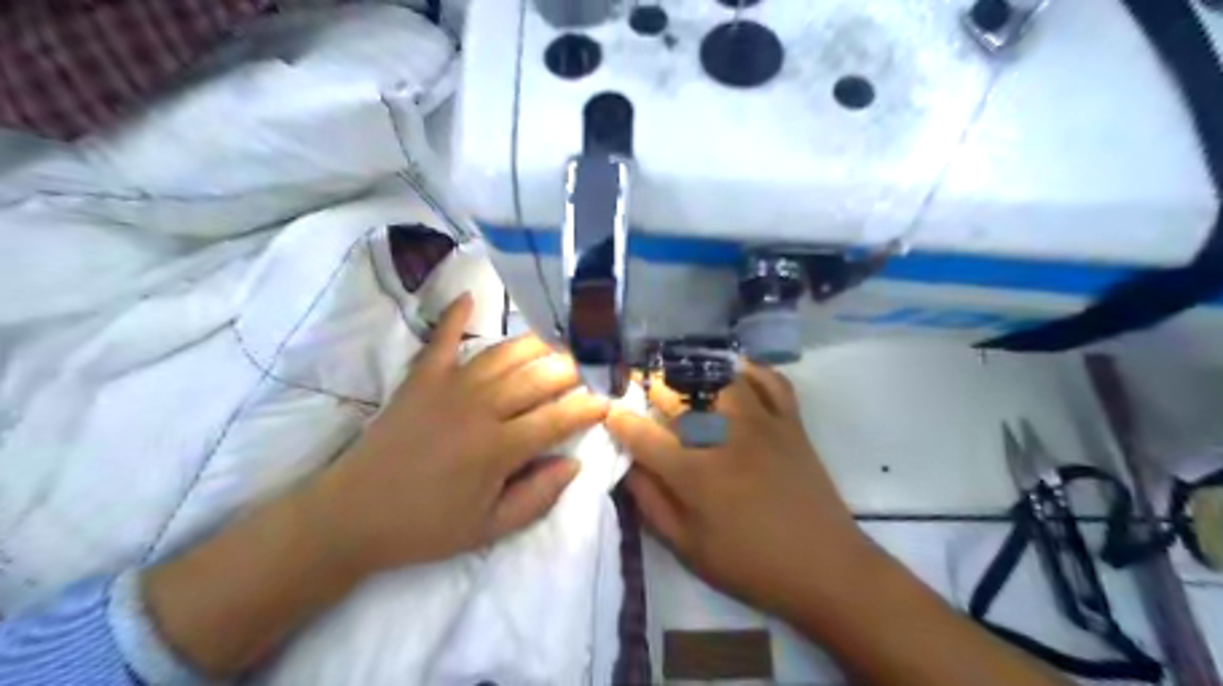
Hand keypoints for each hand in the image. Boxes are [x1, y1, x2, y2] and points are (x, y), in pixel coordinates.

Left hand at [303, 296, 608, 578]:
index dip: (590, 407)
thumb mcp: (489, 530)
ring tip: (556, 346)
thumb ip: (537, 497)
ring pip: (505, 353)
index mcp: (499, 448)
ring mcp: (449, 386)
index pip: (559, 418)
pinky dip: (455, 314)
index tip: (608, 402)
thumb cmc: (426, 527)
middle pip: (538, 377)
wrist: (351, 516)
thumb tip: (575, 464)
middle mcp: (480, 408)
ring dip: (536, 346)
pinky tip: (470, 295)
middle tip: (588, 371)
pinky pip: (442, 337)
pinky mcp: (421, 378)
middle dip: (572, 370)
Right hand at [605, 366, 872, 615]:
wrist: (825, 567)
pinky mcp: (791, 421)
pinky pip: (771, 380)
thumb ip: (651, 504)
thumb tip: (627, 467)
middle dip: (650, 386)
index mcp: (696, 474)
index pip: (643, 435)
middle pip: (677, 395)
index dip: (619, 420)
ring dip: (694, 371)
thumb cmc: (751, 564)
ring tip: (680, 374)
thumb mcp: (689, 547)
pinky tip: (734, 371)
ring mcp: (762, 423)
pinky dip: (751, 369)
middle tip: (639, 384)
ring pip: (720, 377)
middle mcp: (725, 437)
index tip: (609, 410)